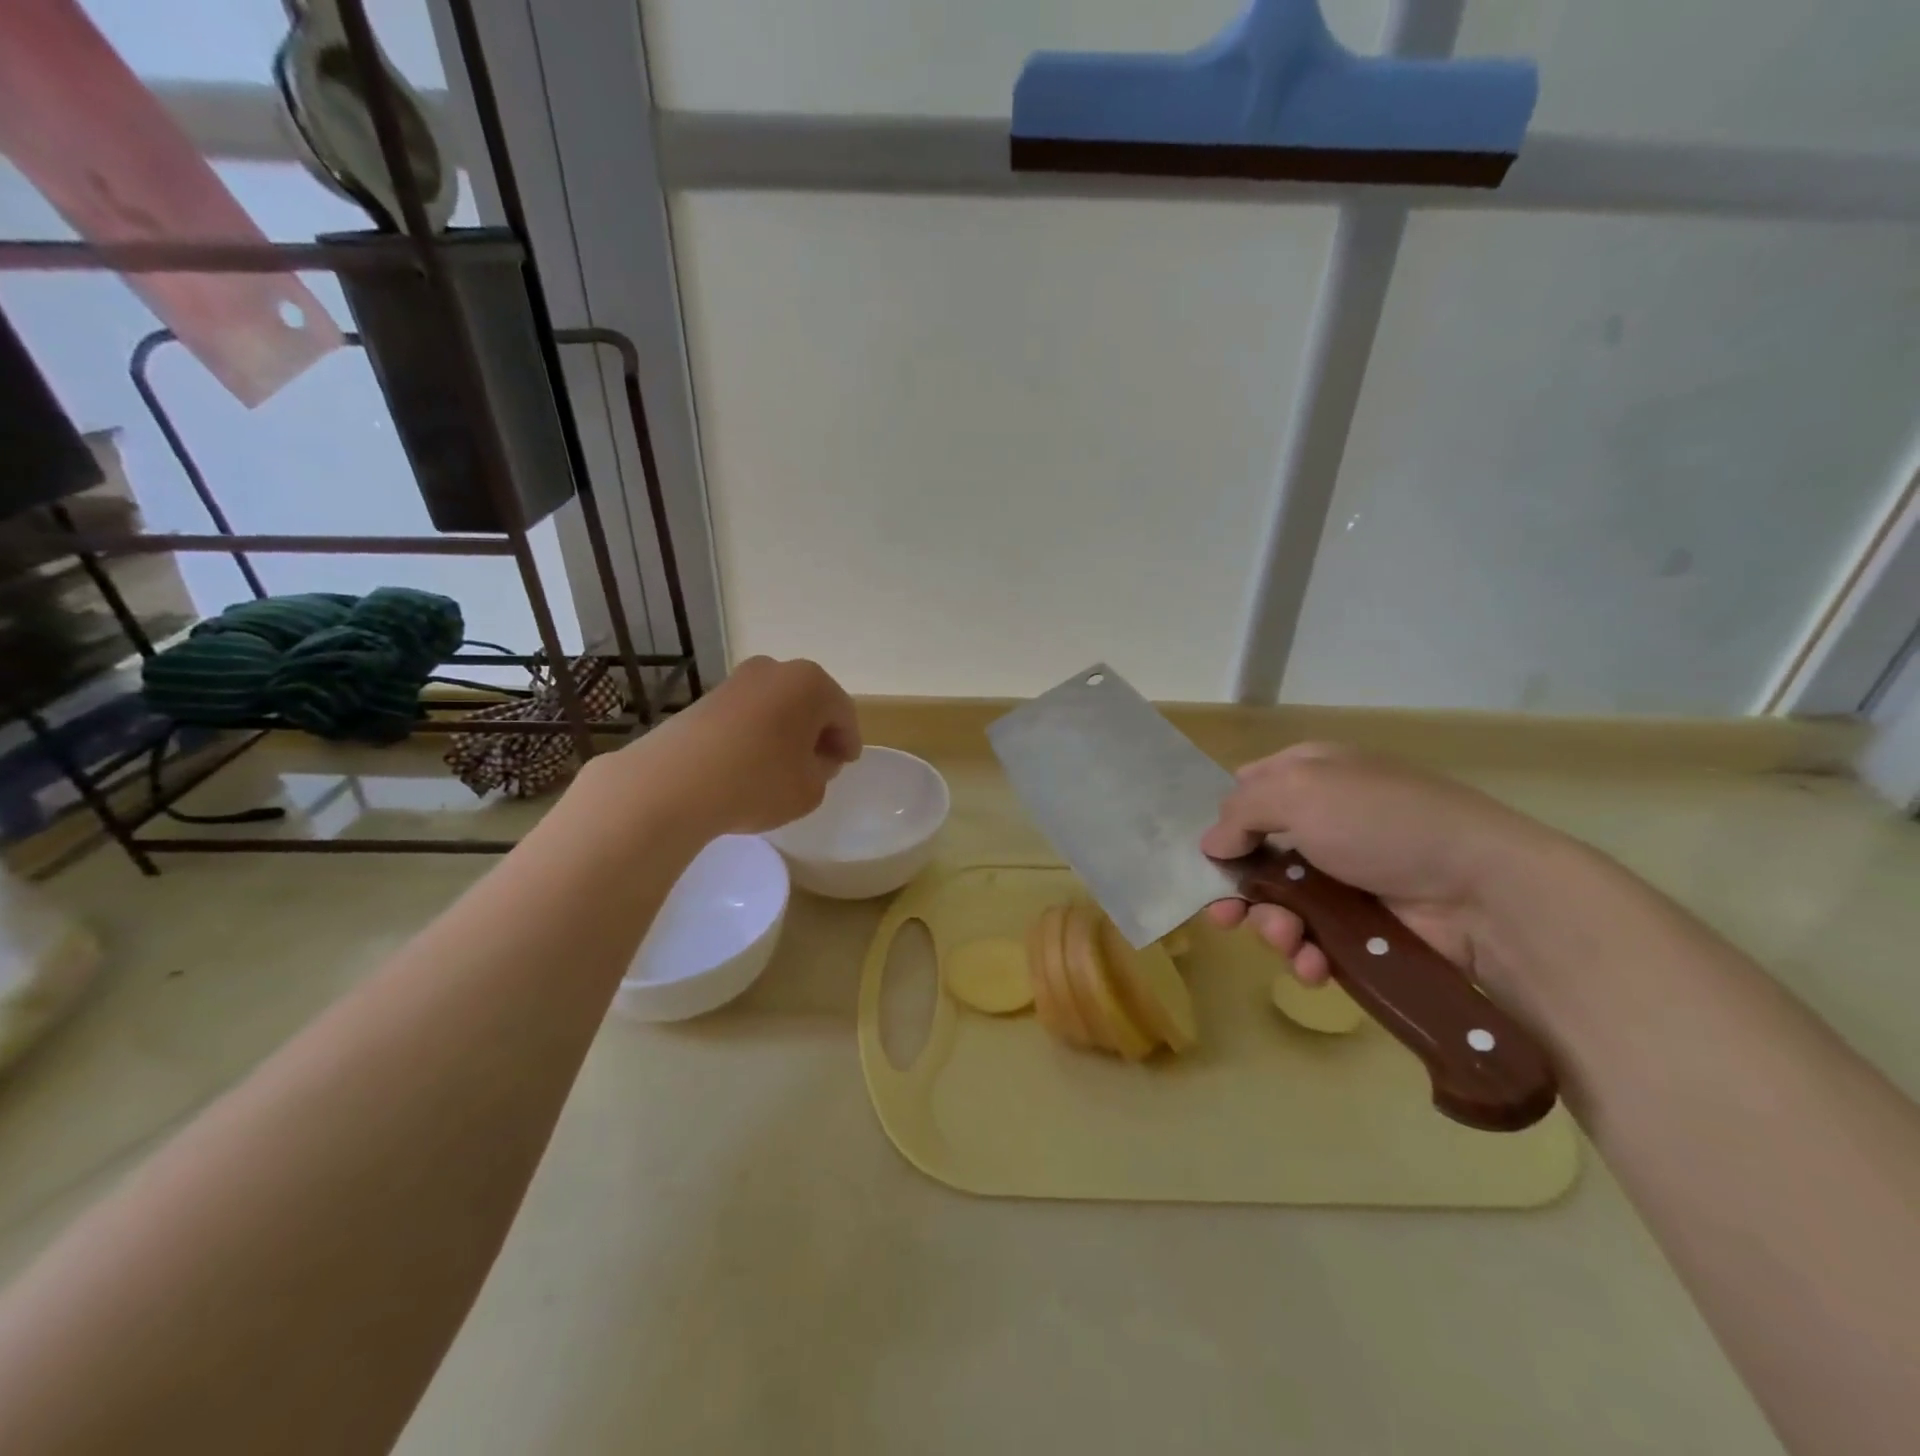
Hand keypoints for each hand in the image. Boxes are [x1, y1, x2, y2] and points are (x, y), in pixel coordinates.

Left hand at [618, 656, 860, 835]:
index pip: (843, 713)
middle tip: (819, 764)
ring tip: (782, 767)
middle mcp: (776, 670)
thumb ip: (823, 771)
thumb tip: (813, 758)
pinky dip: (756, 734)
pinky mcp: (706, 698)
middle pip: (809, 703)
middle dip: (817, 732)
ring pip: (776, 707)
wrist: (673, 783)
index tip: (845, 764)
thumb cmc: (758, 782)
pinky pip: (747, 715)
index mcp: (812, 684)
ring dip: (785, 732)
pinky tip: (749, 764)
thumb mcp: (811, 788)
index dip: (848, 742)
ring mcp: (737, 681)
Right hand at [1199, 744, 1557, 991]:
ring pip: (1277, 904)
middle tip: (1223, 917)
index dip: (1221, 822)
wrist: (1486, 892)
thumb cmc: (1383, 823)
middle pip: (1253, 855)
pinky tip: (1312, 964)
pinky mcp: (1362, 926)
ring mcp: (1343, 877)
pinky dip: (1305, 954)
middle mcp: (1322, 822)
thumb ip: (1240, 811)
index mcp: (1310, 776)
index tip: (1203, 855)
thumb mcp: (1300, 791)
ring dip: (1270, 926)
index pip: (1246, 791)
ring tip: (1287, 940)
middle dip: (1235, 888)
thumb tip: (1210, 844)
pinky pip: (1313, 939)